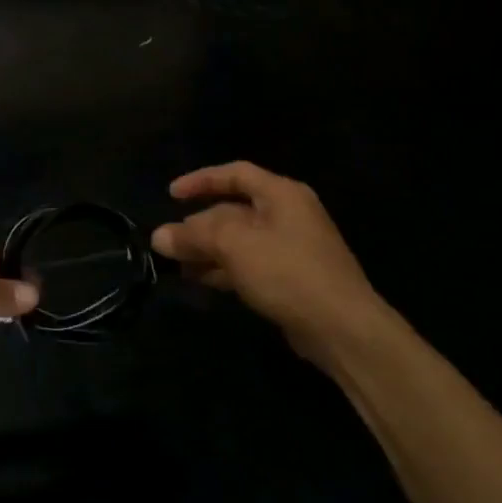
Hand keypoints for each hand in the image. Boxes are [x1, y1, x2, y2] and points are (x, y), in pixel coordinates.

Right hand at [152, 161, 385, 359]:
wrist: (342, 328)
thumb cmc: (287, 272)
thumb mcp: (234, 246)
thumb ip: (194, 236)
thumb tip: (159, 236)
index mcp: (281, 194)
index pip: (235, 174)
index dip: (201, 180)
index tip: (171, 195)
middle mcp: (288, 215)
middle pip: (233, 210)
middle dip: (198, 225)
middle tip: (169, 242)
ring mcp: (291, 248)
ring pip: (238, 240)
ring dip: (207, 250)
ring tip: (177, 264)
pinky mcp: (290, 278)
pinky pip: (248, 264)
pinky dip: (223, 268)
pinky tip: (200, 280)